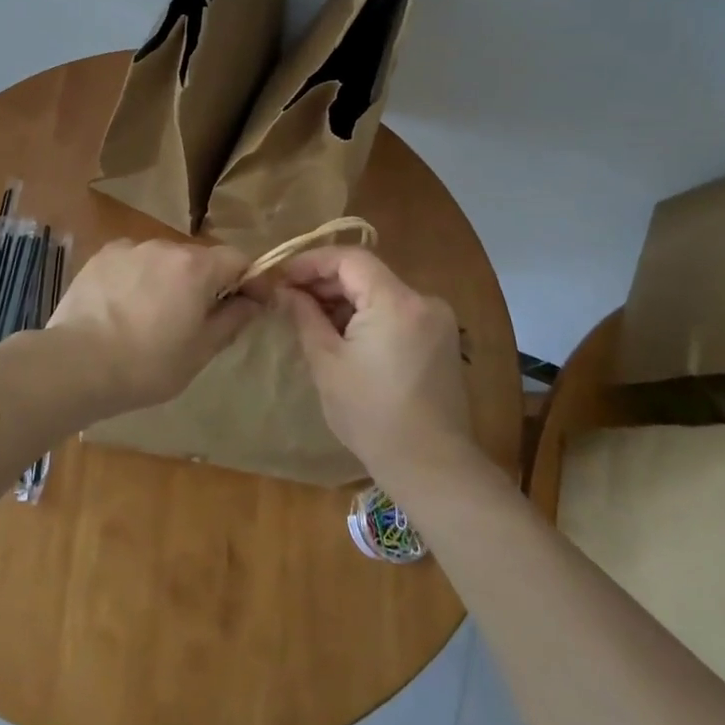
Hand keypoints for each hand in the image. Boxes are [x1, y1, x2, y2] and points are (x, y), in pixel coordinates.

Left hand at [47, 239, 259, 414]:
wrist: (76, 364)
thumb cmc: (147, 364)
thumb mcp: (200, 351)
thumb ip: (233, 320)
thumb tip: (254, 301)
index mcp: (196, 267)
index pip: (238, 258)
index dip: (249, 279)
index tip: (249, 305)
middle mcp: (165, 246)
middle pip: (199, 258)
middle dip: (206, 283)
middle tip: (196, 320)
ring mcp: (129, 248)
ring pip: (163, 260)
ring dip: (169, 280)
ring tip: (153, 317)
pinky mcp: (101, 256)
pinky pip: (133, 262)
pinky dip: (138, 278)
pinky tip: (123, 308)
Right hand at [268, 247, 473, 481]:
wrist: (430, 465)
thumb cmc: (371, 415)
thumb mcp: (327, 363)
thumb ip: (305, 316)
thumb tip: (285, 291)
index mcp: (395, 301)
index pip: (350, 258)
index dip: (312, 261)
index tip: (283, 277)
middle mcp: (423, 300)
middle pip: (367, 273)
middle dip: (326, 281)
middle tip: (290, 298)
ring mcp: (437, 320)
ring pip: (381, 292)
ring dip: (346, 299)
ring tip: (312, 318)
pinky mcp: (441, 339)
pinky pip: (397, 311)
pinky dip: (368, 314)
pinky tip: (344, 336)